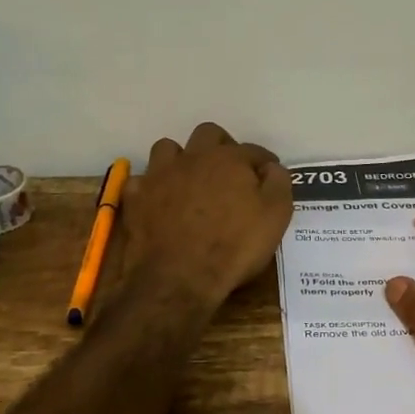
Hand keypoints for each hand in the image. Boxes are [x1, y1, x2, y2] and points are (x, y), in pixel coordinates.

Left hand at [121, 122, 293, 312]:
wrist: (178, 279)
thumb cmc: (234, 247)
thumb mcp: (275, 216)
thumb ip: (278, 184)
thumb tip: (272, 168)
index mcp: (230, 160)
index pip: (253, 150)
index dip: (264, 162)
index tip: (269, 174)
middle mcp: (194, 158)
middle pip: (208, 134)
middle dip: (222, 146)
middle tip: (230, 170)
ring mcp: (160, 175)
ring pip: (168, 148)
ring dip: (181, 158)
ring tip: (190, 179)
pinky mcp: (136, 198)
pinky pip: (141, 180)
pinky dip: (151, 187)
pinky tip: (158, 200)